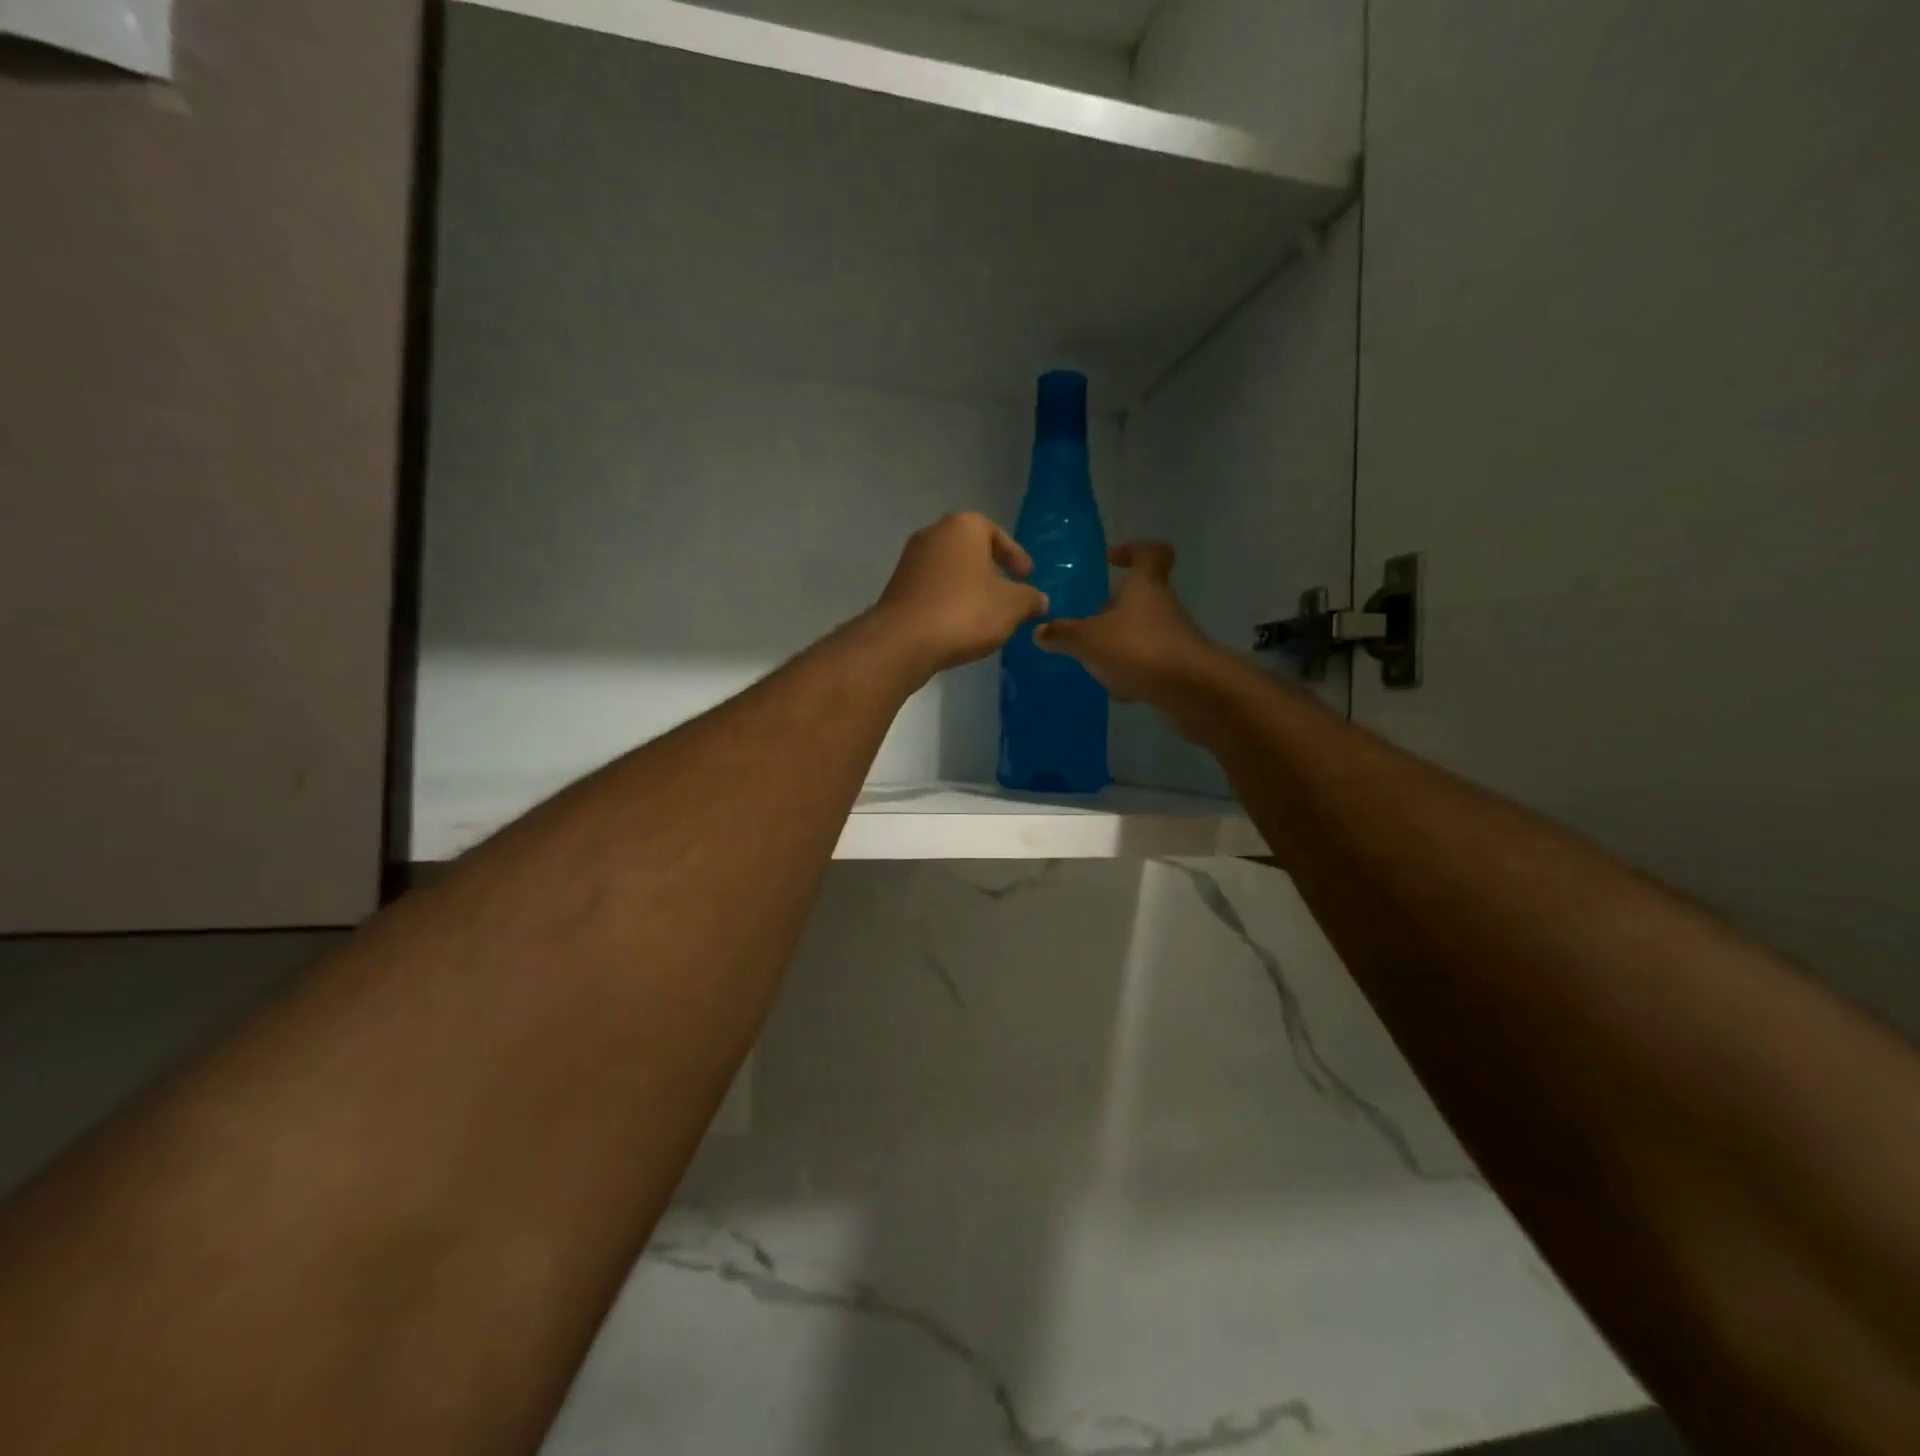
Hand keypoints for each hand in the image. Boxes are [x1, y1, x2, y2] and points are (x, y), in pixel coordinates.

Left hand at [869, 513, 1048, 675]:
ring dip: (969, 587)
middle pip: (970, 549)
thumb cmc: (965, 612)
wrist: (904, 641)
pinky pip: (933, 588)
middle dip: (990, 570)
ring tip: (986, 613)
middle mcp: (933, 534)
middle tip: (1008, 592)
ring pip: (950, 569)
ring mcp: (910, 560)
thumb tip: (1040, 600)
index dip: (1015, 555)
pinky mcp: (897, 587)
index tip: (1027, 576)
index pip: (996, 533)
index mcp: (963, 527)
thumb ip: (1030, 599)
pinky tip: (959, 624)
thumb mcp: (1012, 606)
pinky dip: (949, 600)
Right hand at [1035, 542, 1218, 702]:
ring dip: (1119, 641)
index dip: (1132, 551)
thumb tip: (1040, 631)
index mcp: (1145, 586)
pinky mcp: (1177, 667)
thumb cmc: (1138, 649)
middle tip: (1086, 620)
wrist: (1190, 691)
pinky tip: (1115, 688)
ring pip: (1142, 631)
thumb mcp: (1088, 640)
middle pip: (1140, 596)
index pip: (1149, 553)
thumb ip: (1062, 634)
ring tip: (1092, 658)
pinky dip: (1131, 671)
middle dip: (1113, 607)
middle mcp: (1162, 606)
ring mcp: (1173, 637)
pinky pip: (1148, 662)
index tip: (1111, 560)